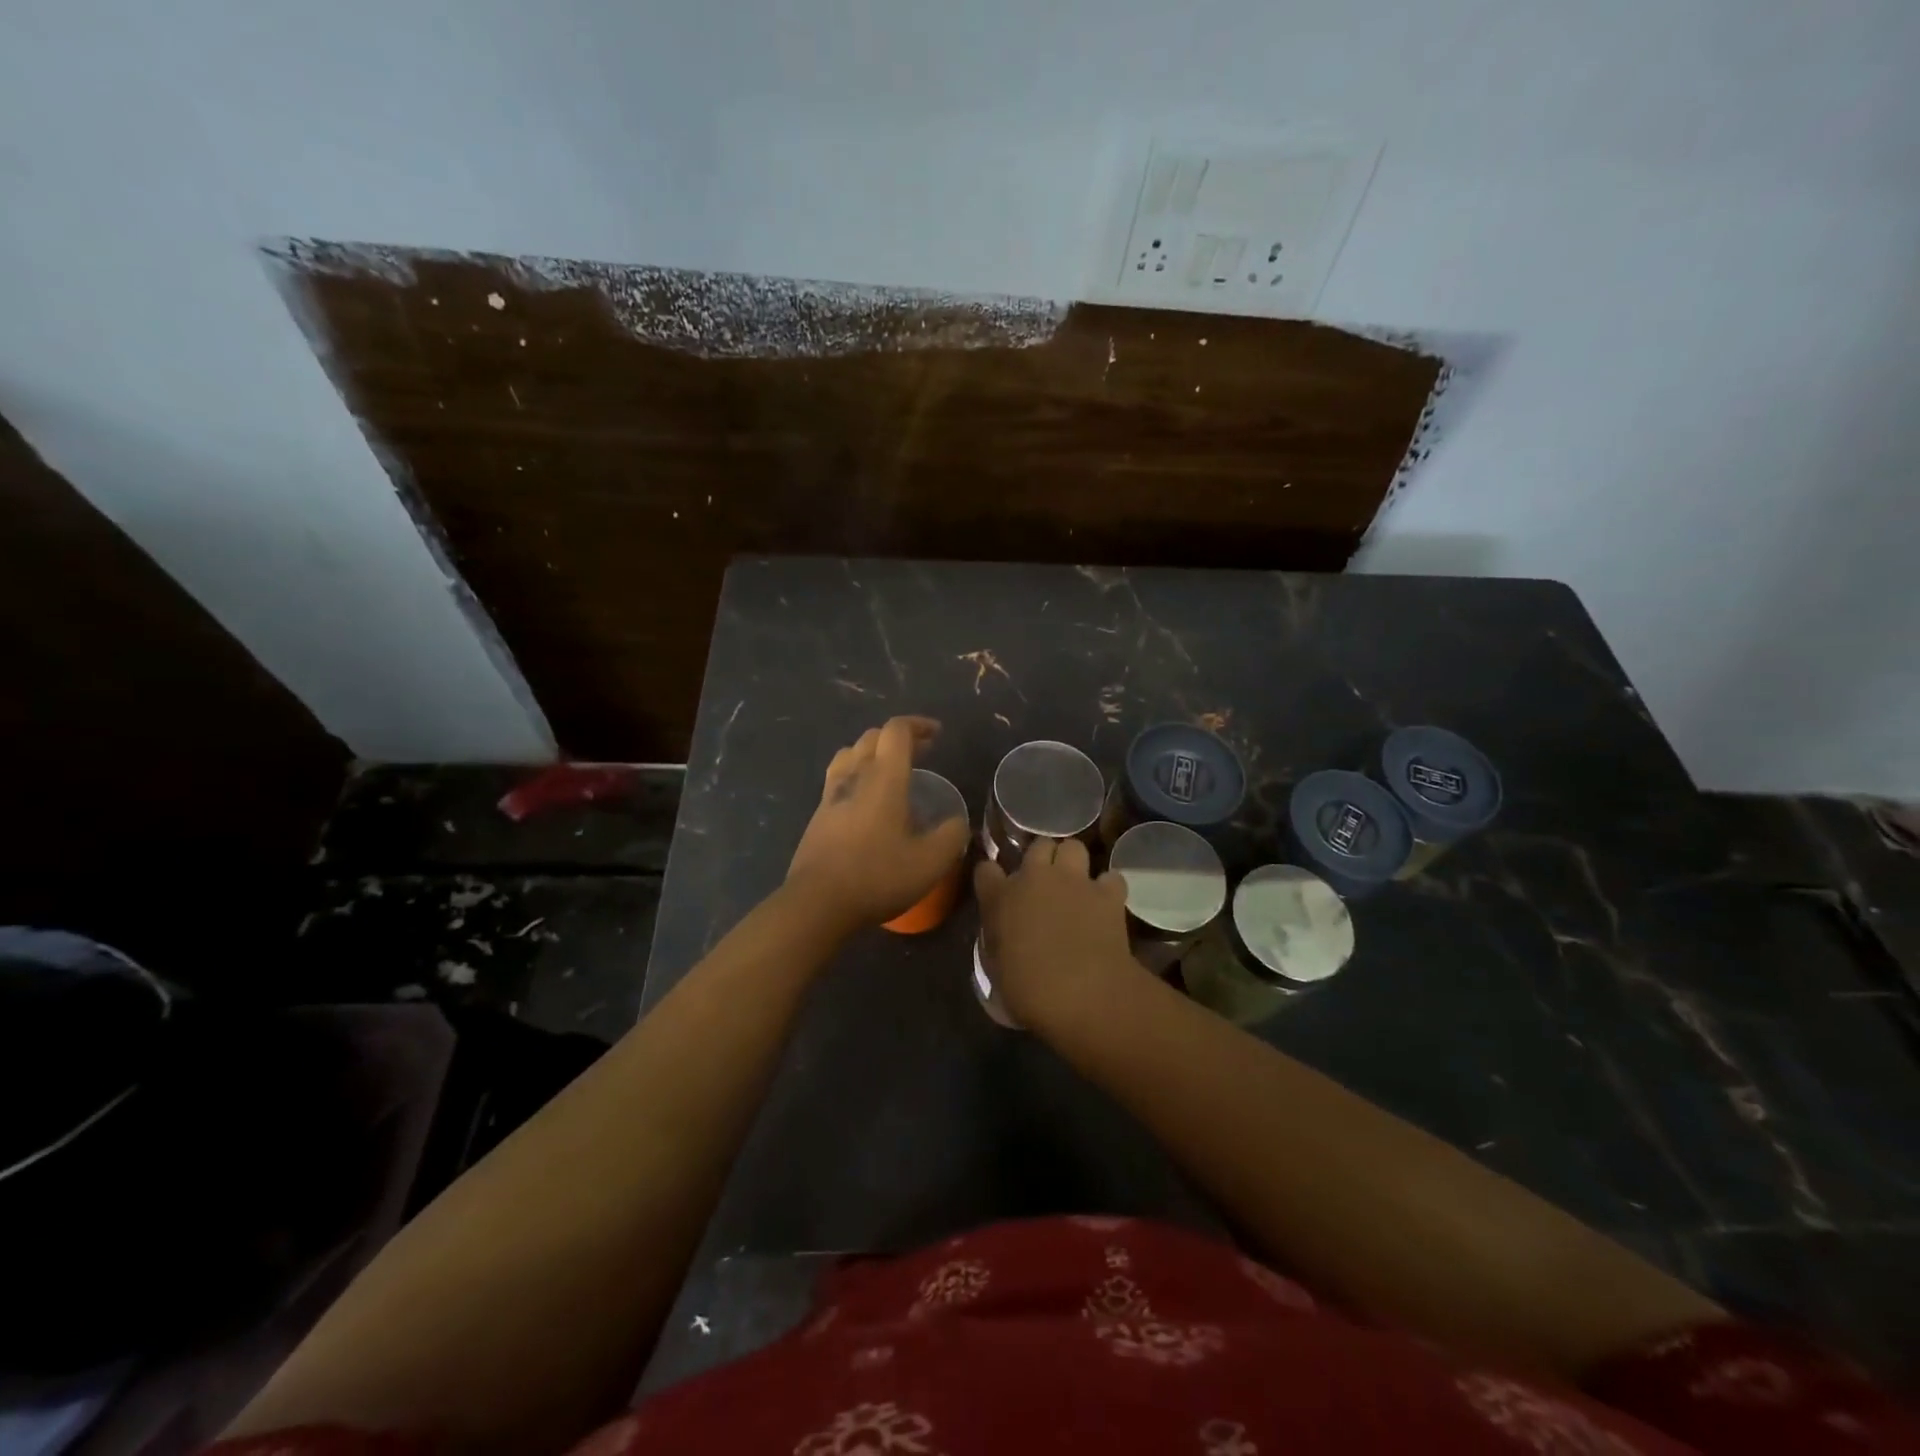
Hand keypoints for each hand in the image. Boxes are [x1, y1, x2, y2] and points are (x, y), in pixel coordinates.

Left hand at [785, 717, 970, 934]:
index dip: (918, 725)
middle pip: (872, 737)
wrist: (817, 903)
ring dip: (872, 752)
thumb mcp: (930, 862)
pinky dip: (856, 775)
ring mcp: (831, 796)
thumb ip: (951, 836)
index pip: (896, 731)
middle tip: (922, 751)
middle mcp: (854, 777)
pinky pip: (838, 778)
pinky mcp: (817, 816)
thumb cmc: (877, 876)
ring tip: (890, 769)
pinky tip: (867, 800)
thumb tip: (958, 823)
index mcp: (884, 779)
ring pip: (849, 755)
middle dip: (898, 737)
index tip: (937, 734)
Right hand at [973, 838, 1140, 1028]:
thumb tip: (1006, 939)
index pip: (986, 870)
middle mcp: (1035, 878)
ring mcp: (1074, 881)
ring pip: (1073, 847)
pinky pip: (1110, 878)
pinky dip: (1108, 888)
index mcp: (1001, 898)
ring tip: (1075, 884)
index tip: (997, 890)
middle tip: (1044, 883)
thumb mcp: (998, 968)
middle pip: (1037, 845)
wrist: (1082, 994)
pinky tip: (1106, 903)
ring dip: (1073, 862)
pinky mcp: (1107, 893)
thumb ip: (999, 942)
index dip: (992, 878)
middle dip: (1041, 858)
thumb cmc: (1029, 991)